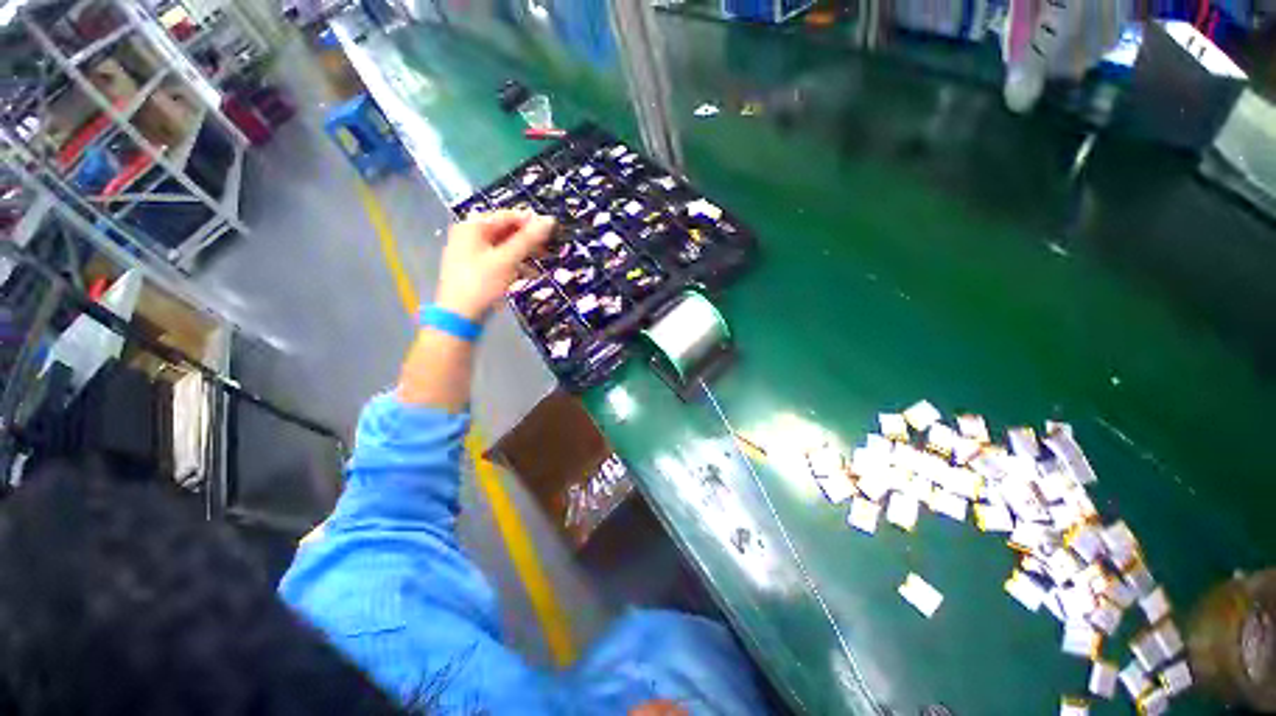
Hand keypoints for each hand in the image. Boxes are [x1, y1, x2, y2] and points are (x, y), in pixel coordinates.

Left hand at [434, 209, 554, 320]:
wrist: (459, 316)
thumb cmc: (482, 283)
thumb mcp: (507, 259)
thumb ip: (529, 239)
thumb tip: (550, 220)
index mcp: (473, 226)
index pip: (507, 216)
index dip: (531, 221)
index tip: (552, 229)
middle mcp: (470, 235)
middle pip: (505, 231)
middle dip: (528, 239)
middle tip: (549, 247)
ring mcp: (471, 253)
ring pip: (504, 247)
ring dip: (524, 253)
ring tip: (543, 260)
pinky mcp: (476, 270)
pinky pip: (499, 260)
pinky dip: (515, 265)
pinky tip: (530, 274)